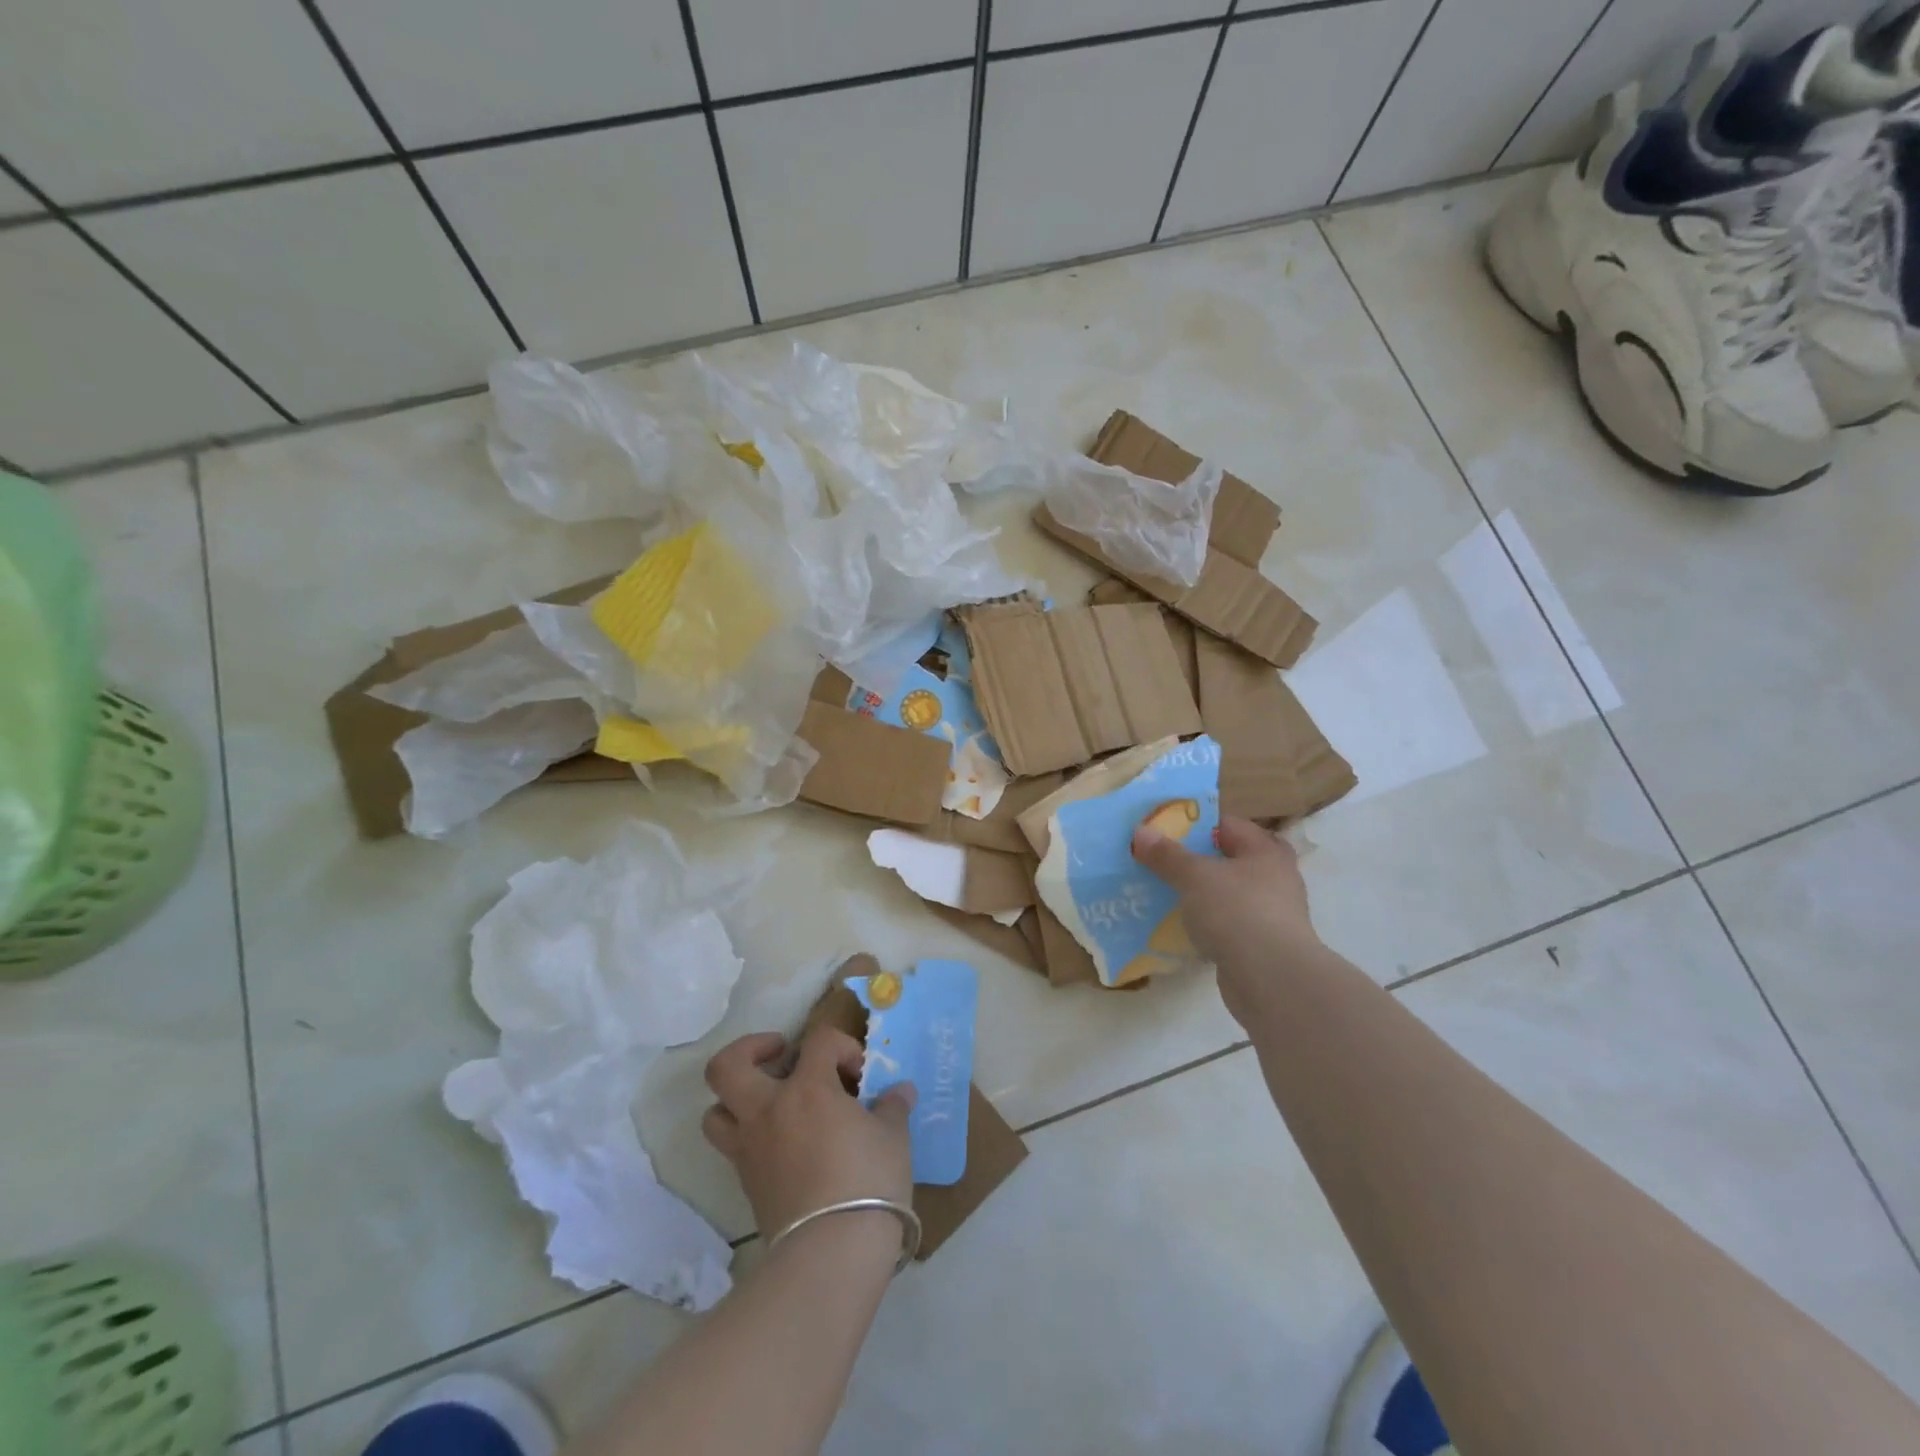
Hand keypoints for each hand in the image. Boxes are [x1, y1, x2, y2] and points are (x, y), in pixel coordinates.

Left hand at [702, 1026, 914, 1243]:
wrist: (832, 1252)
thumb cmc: (869, 1181)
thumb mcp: (893, 1137)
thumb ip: (892, 1107)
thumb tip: (900, 1091)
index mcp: (807, 1089)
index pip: (818, 1042)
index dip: (842, 1047)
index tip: (860, 1074)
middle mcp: (768, 1110)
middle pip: (727, 1067)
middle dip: (751, 1050)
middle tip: (780, 1054)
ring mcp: (751, 1148)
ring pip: (716, 1111)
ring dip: (737, 1098)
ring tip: (768, 1100)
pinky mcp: (746, 1184)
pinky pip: (733, 1147)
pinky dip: (750, 1135)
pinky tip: (783, 1143)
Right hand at [1132, 815, 1320, 1023]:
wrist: (1272, 980)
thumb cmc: (1237, 912)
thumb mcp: (1194, 876)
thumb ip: (1167, 855)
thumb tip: (1140, 832)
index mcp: (1264, 851)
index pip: (1227, 824)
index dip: (1195, 824)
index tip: (1162, 831)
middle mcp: (1275, 878)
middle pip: (1230, 859)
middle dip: (1198, 861)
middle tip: (1164, 861)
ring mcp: (1271, 914)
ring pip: (1229, 894)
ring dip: (1202, 894)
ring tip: (1166, 893)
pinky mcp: (1262, 945)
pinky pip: (1229, 924)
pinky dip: (1208, 924)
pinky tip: (1182, 928)